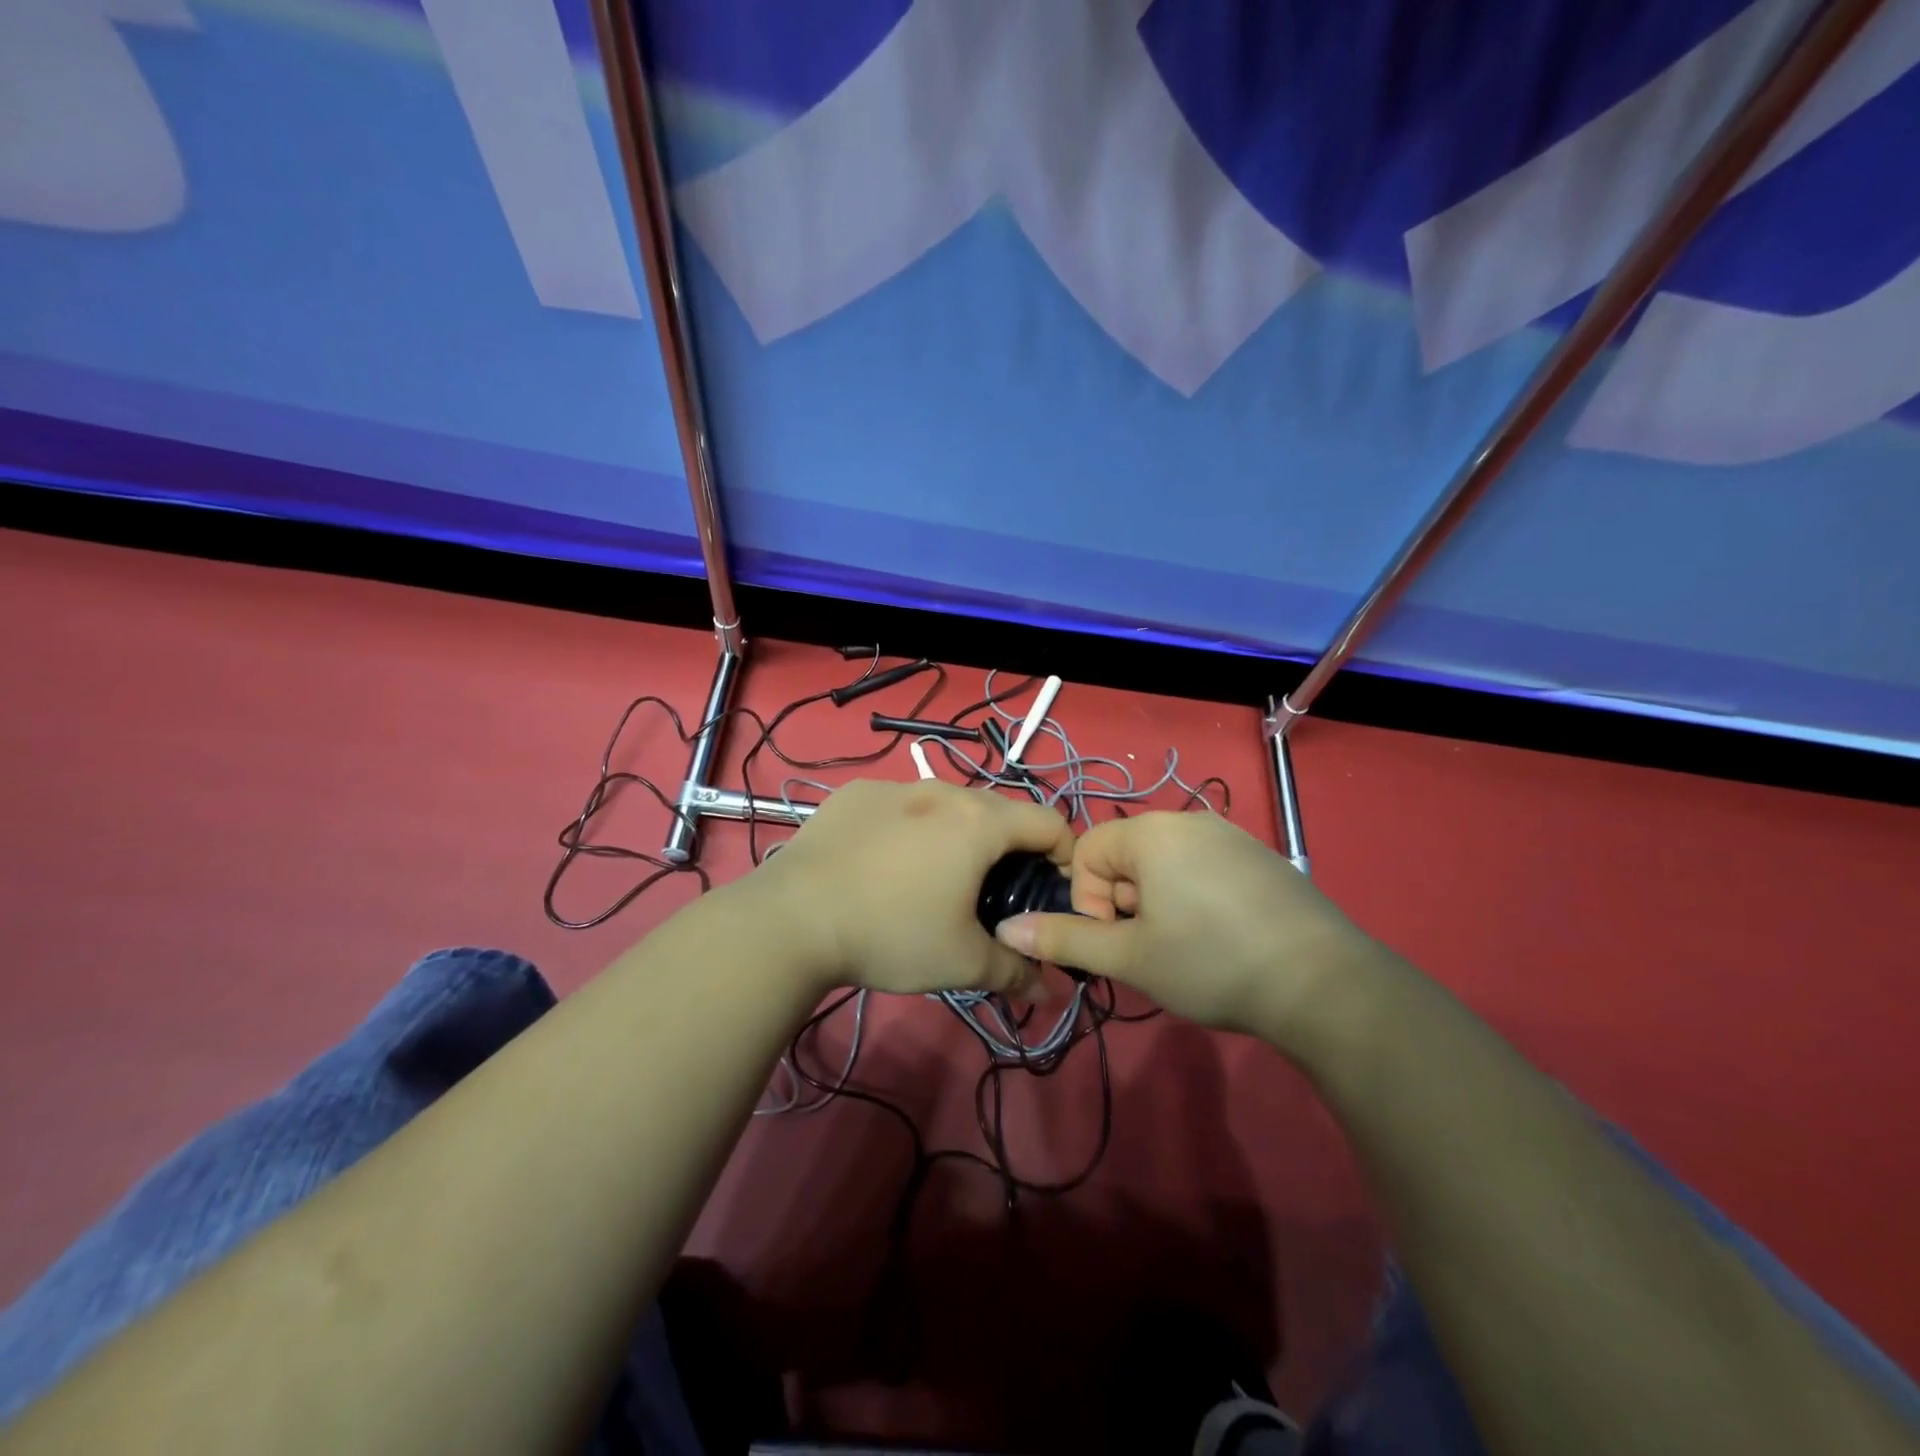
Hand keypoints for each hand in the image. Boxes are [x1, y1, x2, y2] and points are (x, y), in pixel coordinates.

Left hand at [751, 779, 1073, 996]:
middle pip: (997, 812)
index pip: (1049, 821)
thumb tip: (1050, 988)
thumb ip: (1016, 972)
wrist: (792, 920)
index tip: (1049, 892)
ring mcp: (893, 785)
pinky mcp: (853, 794)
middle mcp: (941, 790)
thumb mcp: (962, 962)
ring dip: (956, 835)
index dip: (1063, 856)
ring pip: (945, 805)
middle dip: (1007, 849)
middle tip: (991, 895)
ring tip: (934, 879)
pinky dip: (908, 828)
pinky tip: (882, 865)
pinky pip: (899, 805)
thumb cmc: (891, 934)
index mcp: (979, 821)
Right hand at [993, 812, 1381, 1044]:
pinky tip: (1222, 939)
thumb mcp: (1130, 957)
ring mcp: (1231, 836)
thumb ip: (1065, 938)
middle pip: (1126, 856)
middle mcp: (1188, 820)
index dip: (1088, 900)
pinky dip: (1195, 899)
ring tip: (1187, 948)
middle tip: (1153, 949)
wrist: (1323, 984)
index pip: (1086, 851)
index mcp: (1151, 832)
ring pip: (1165, 866)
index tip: (1117, 941)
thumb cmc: (1211, 963)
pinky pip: (1203, 869)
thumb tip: (1007, 928)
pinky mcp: (1261, 858)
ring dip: (1158, 904)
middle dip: (1125, 904)